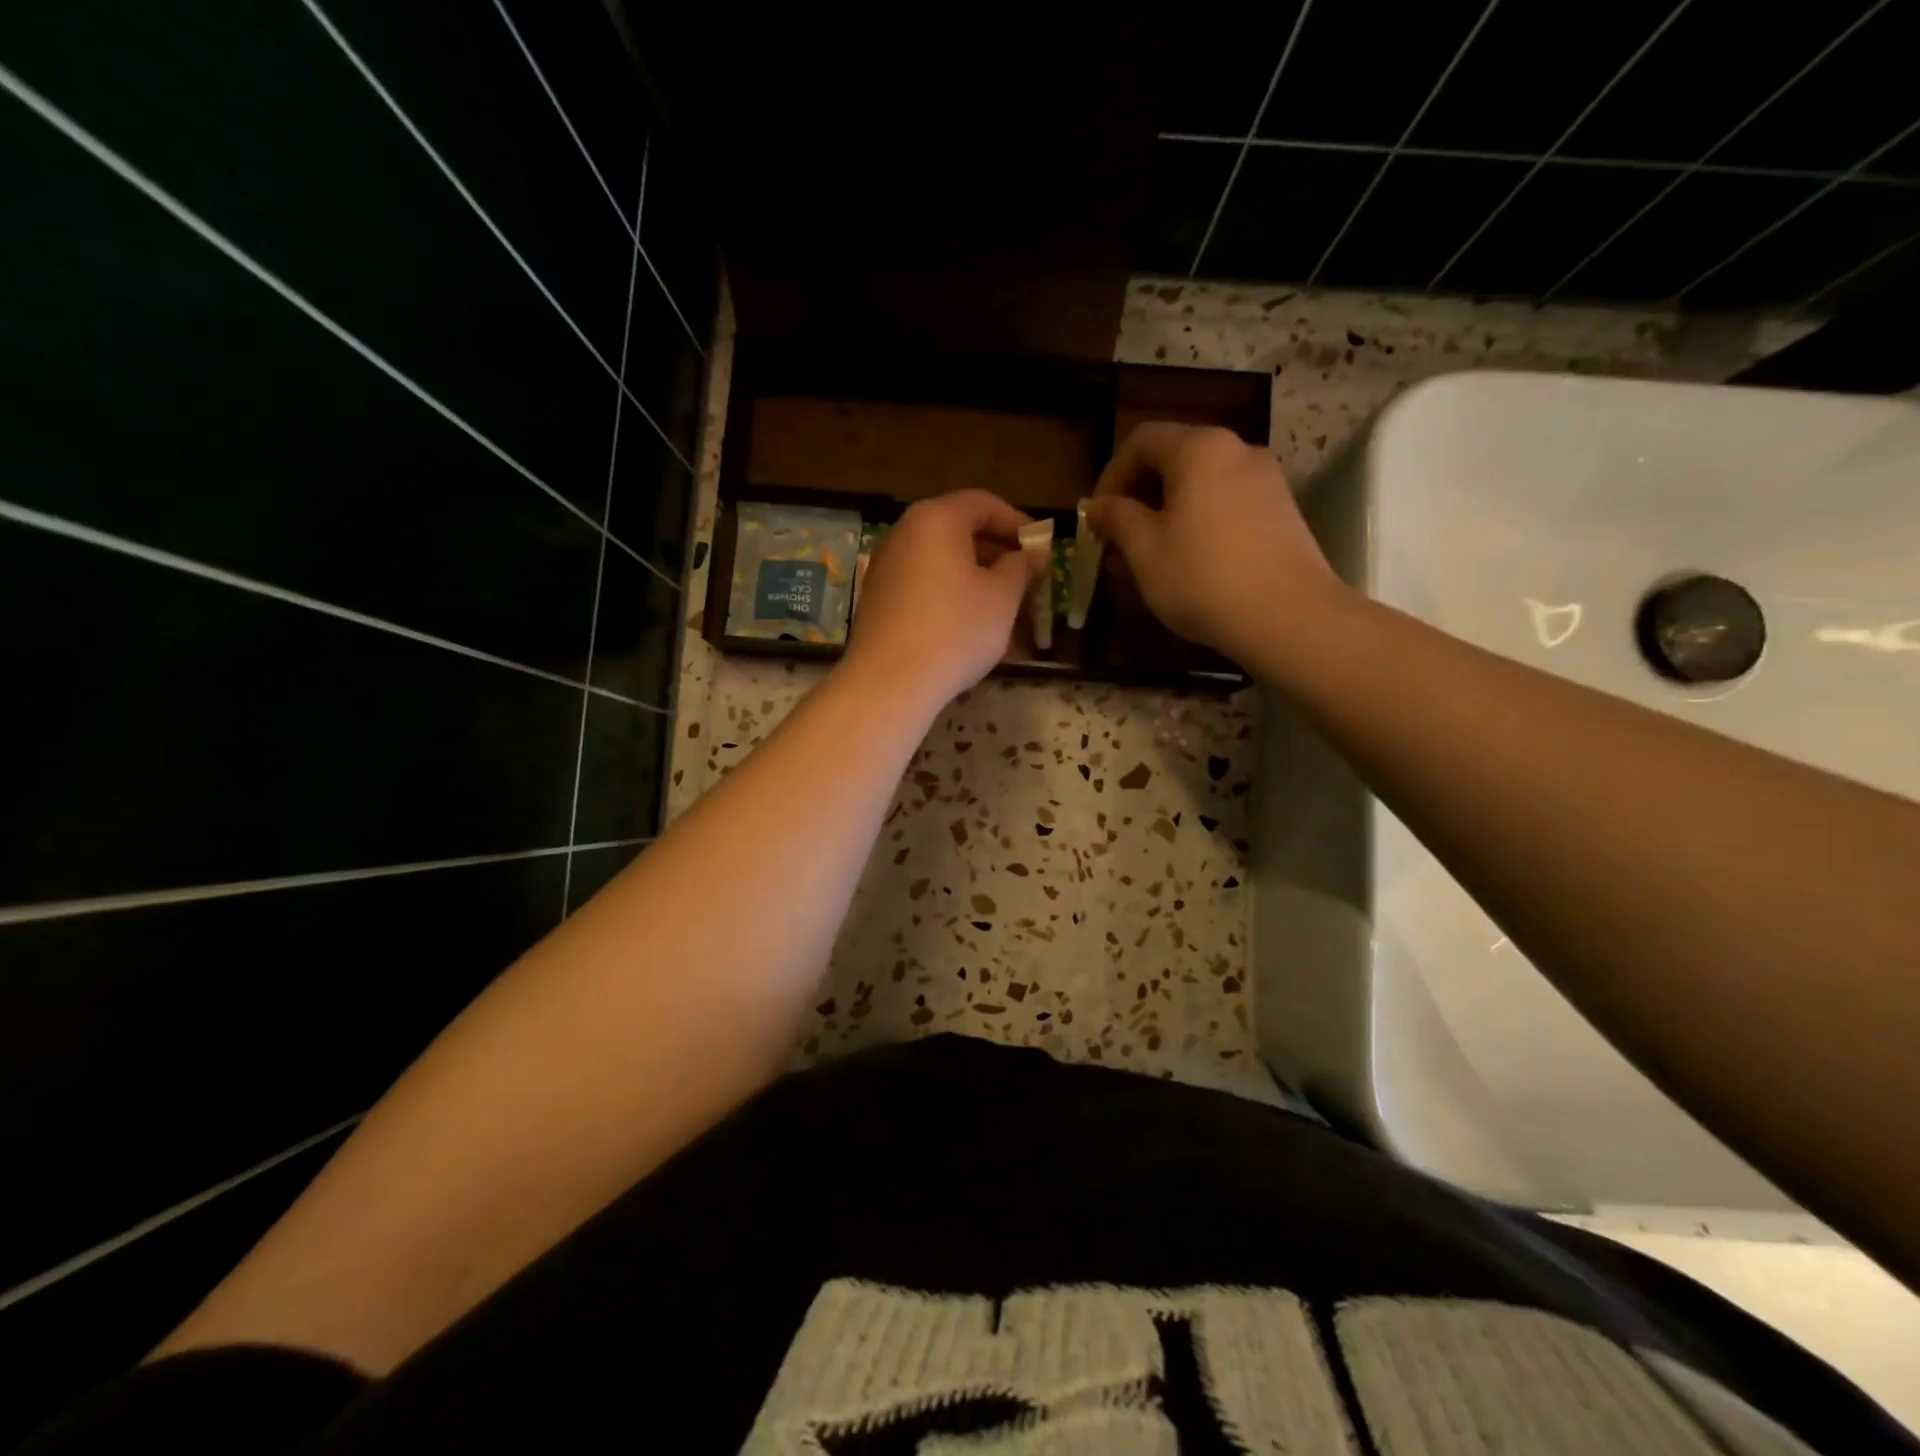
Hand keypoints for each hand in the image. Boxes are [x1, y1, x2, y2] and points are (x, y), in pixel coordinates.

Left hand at [842, 489, 1041, 714]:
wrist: (890, 681)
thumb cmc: (955, 630)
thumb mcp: (1002, 597)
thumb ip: (1021, 567)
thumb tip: (1034, 555)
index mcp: (936, 519)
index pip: (983, 504)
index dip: (1017, 523)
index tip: (1040, 548)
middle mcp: (904, 532)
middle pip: (957, 529)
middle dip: (995, 551)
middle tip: (1024, 577)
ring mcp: (885, 566)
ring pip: (939, 559)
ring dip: (973, 575)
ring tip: (1000, 604)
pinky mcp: (876, 598)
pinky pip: (921, 583)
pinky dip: (948, 592)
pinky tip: (966, 622)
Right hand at [1086, 422, 1346, 662]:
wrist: (1288, 616)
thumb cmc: (1202, 576)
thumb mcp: (1144, 549)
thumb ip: (1117, 518)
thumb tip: (1098, 505)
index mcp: (1198, 449)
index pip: (1141, 440)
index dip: (1110, 475)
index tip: (1097, 516)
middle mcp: (1237, 451)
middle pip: (1175, 459)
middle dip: (1140, 497)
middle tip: (1119, 539)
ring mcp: (1267, 481)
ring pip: (1202, 486)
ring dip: (1168, 514)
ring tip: (1151, 557)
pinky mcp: (1283, 513)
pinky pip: (1228, 506)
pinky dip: (1200, 524)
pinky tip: (1191, 564)